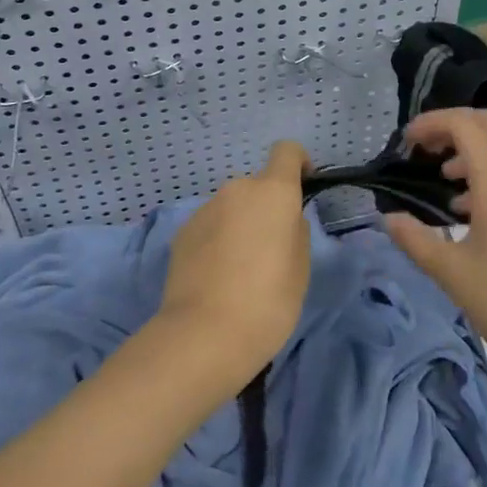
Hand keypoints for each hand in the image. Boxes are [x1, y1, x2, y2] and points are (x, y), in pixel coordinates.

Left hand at [158, 141, 311, 387]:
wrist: (203, 335)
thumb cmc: (267, 302)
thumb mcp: (300, 270)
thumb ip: (296, 233)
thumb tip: (286, 222)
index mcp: (273, 192)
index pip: (286, 151)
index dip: (298, 162)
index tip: (303, 185)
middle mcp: (237, 189)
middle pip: (258, 186)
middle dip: (266, 208)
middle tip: (271, 250)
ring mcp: (206, 208)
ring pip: (232, 207)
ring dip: (240, 224)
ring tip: (240, 270)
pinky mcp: (182, 231)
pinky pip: (210, 225)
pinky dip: (217, 240)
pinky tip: (216, 277)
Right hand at [385, 108, 486, 394]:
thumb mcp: (452, 273)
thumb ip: (415, 239)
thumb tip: (389, 218)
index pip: (465, 125)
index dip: (432, 123)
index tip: (406, 144)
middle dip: (453, 126)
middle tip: (424, 150)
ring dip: (473, 146)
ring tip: (442, 177)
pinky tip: (466, 208)